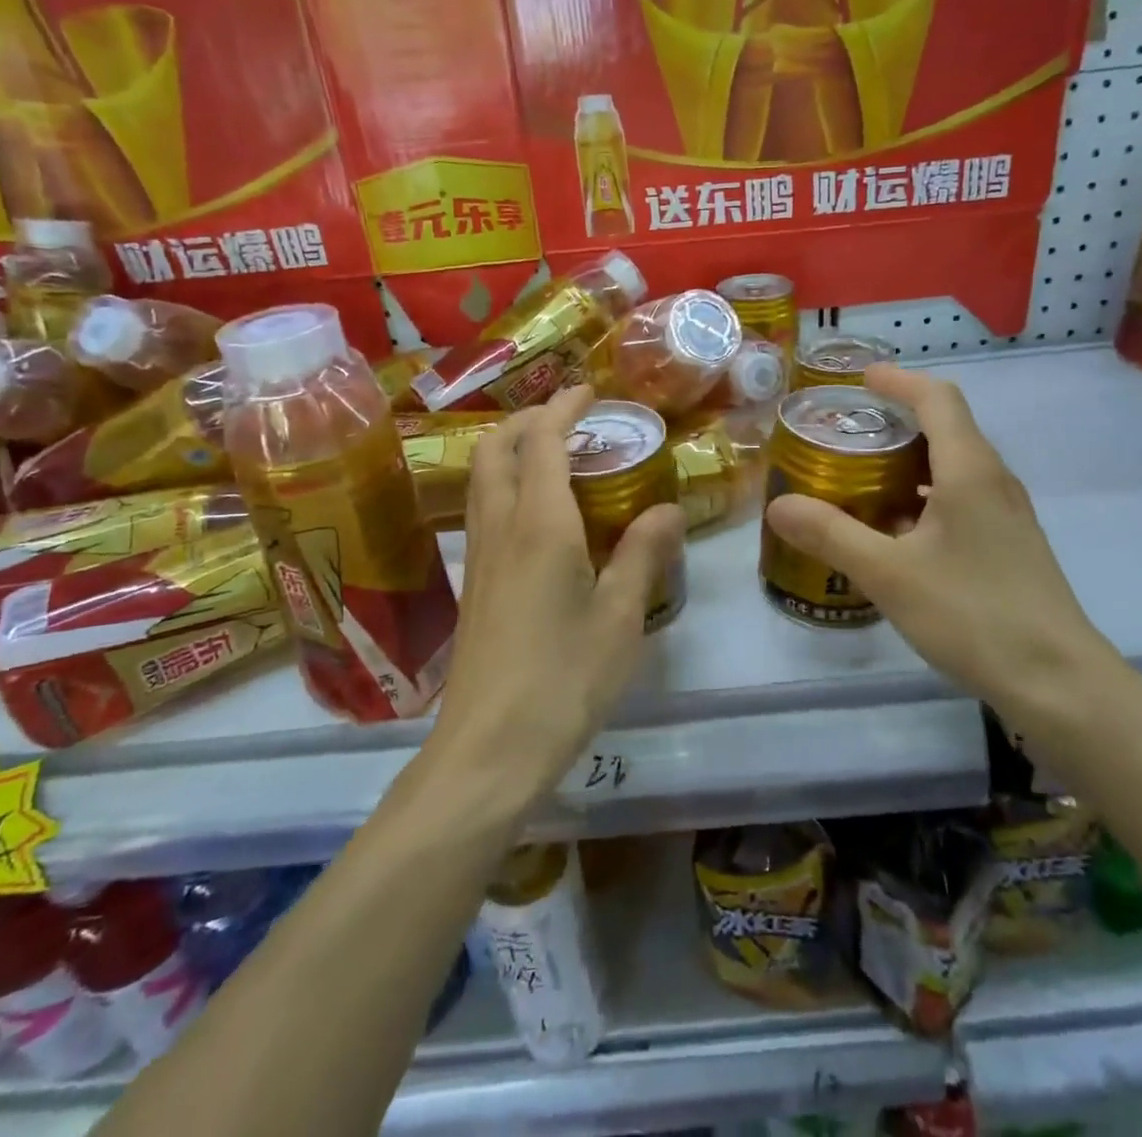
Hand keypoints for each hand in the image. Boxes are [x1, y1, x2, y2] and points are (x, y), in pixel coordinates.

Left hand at [431, 385, 686, 806]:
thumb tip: (668, 509)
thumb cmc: (564, 680)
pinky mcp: (473, 585)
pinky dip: (507, 485)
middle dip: (529, 420)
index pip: (544, 442)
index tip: (589, 392)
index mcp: (540, 525)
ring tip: (557, 459)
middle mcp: (500, 528)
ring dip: (513, 451)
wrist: (488, 750)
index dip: (564, 408)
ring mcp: (479, 557)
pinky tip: (539, 516)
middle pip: (497, 448)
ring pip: (482, 477)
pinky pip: (484, 509)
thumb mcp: (620, 618)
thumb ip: (643, 555)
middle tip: (571, 420)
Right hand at [764, 363, 1124, 732]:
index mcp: (969, 470)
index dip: (898, 381)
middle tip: (846, 433)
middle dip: (896, 420)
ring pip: (954, 466)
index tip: (860, 380)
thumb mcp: (888, 574)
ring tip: (861, 479)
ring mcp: (1007, 514)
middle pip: (947, 427)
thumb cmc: (973, 614)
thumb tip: (778, 505)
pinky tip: (895, 532)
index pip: (937, 398)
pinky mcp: (1009, 544)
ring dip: (909, 462)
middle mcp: (994, 480)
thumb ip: (831, 535)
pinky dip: (924, 496)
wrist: (1058, 682)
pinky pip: (962, 499)